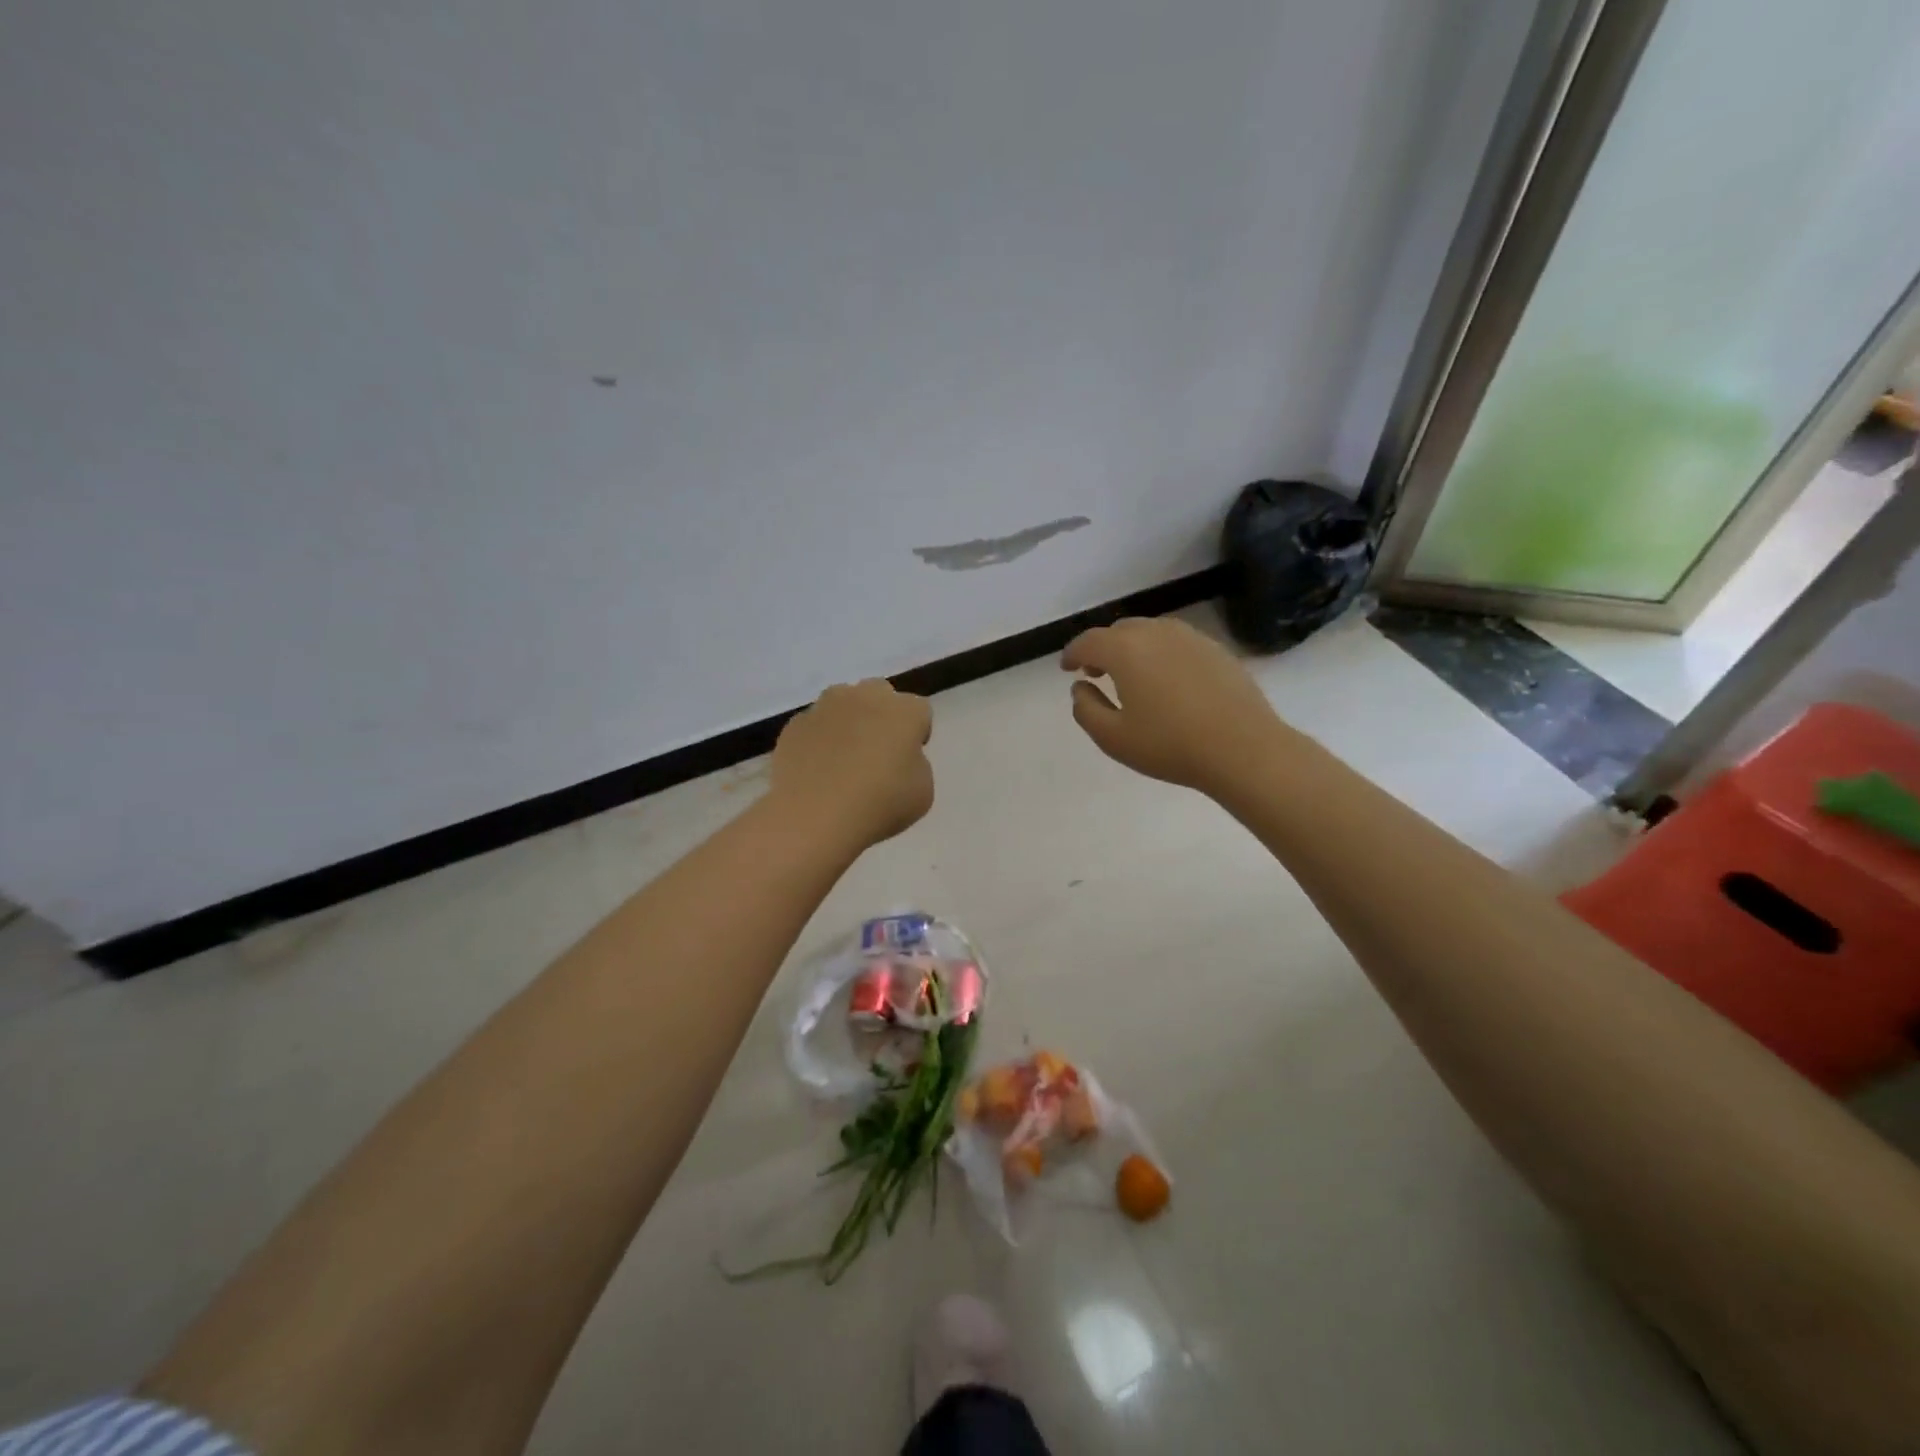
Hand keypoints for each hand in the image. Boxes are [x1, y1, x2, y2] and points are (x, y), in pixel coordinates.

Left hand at [770, 680, 934, 847]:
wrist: (815, 815)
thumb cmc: (879, 803)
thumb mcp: (922, 792)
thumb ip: (916, 765)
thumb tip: (899, 758)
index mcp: (904, 711)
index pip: (920, 710)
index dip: (917, 732)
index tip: (909, 757)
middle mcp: (865, 697)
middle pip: (879, 693)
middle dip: (881, 714)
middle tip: (878, 749)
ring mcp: (825, 707)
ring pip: (842, 702)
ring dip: (847, 721)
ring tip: (842, 757)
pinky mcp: (795, 724)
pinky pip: (814, 725)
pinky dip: (818, 739)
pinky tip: (816, 769)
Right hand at [1061, 617, 1283, 793]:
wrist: (1244, 748)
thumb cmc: (1170, 745)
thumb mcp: (1113, 738)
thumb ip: (1086, 709)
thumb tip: (1081, 688)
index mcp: (1125, 650)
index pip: (1088, 642)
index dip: (1072, 653)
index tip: (1067, 668)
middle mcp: (1156, 632)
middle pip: (1119, 631)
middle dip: (1103, 649)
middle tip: (1096, 673)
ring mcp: (1190, 637)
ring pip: (1150, 633)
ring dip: (1133, 649)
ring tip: (1132, 676)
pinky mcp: (1216, 649)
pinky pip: (1177, 643)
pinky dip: (1161, 654)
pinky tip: (1167, 682)